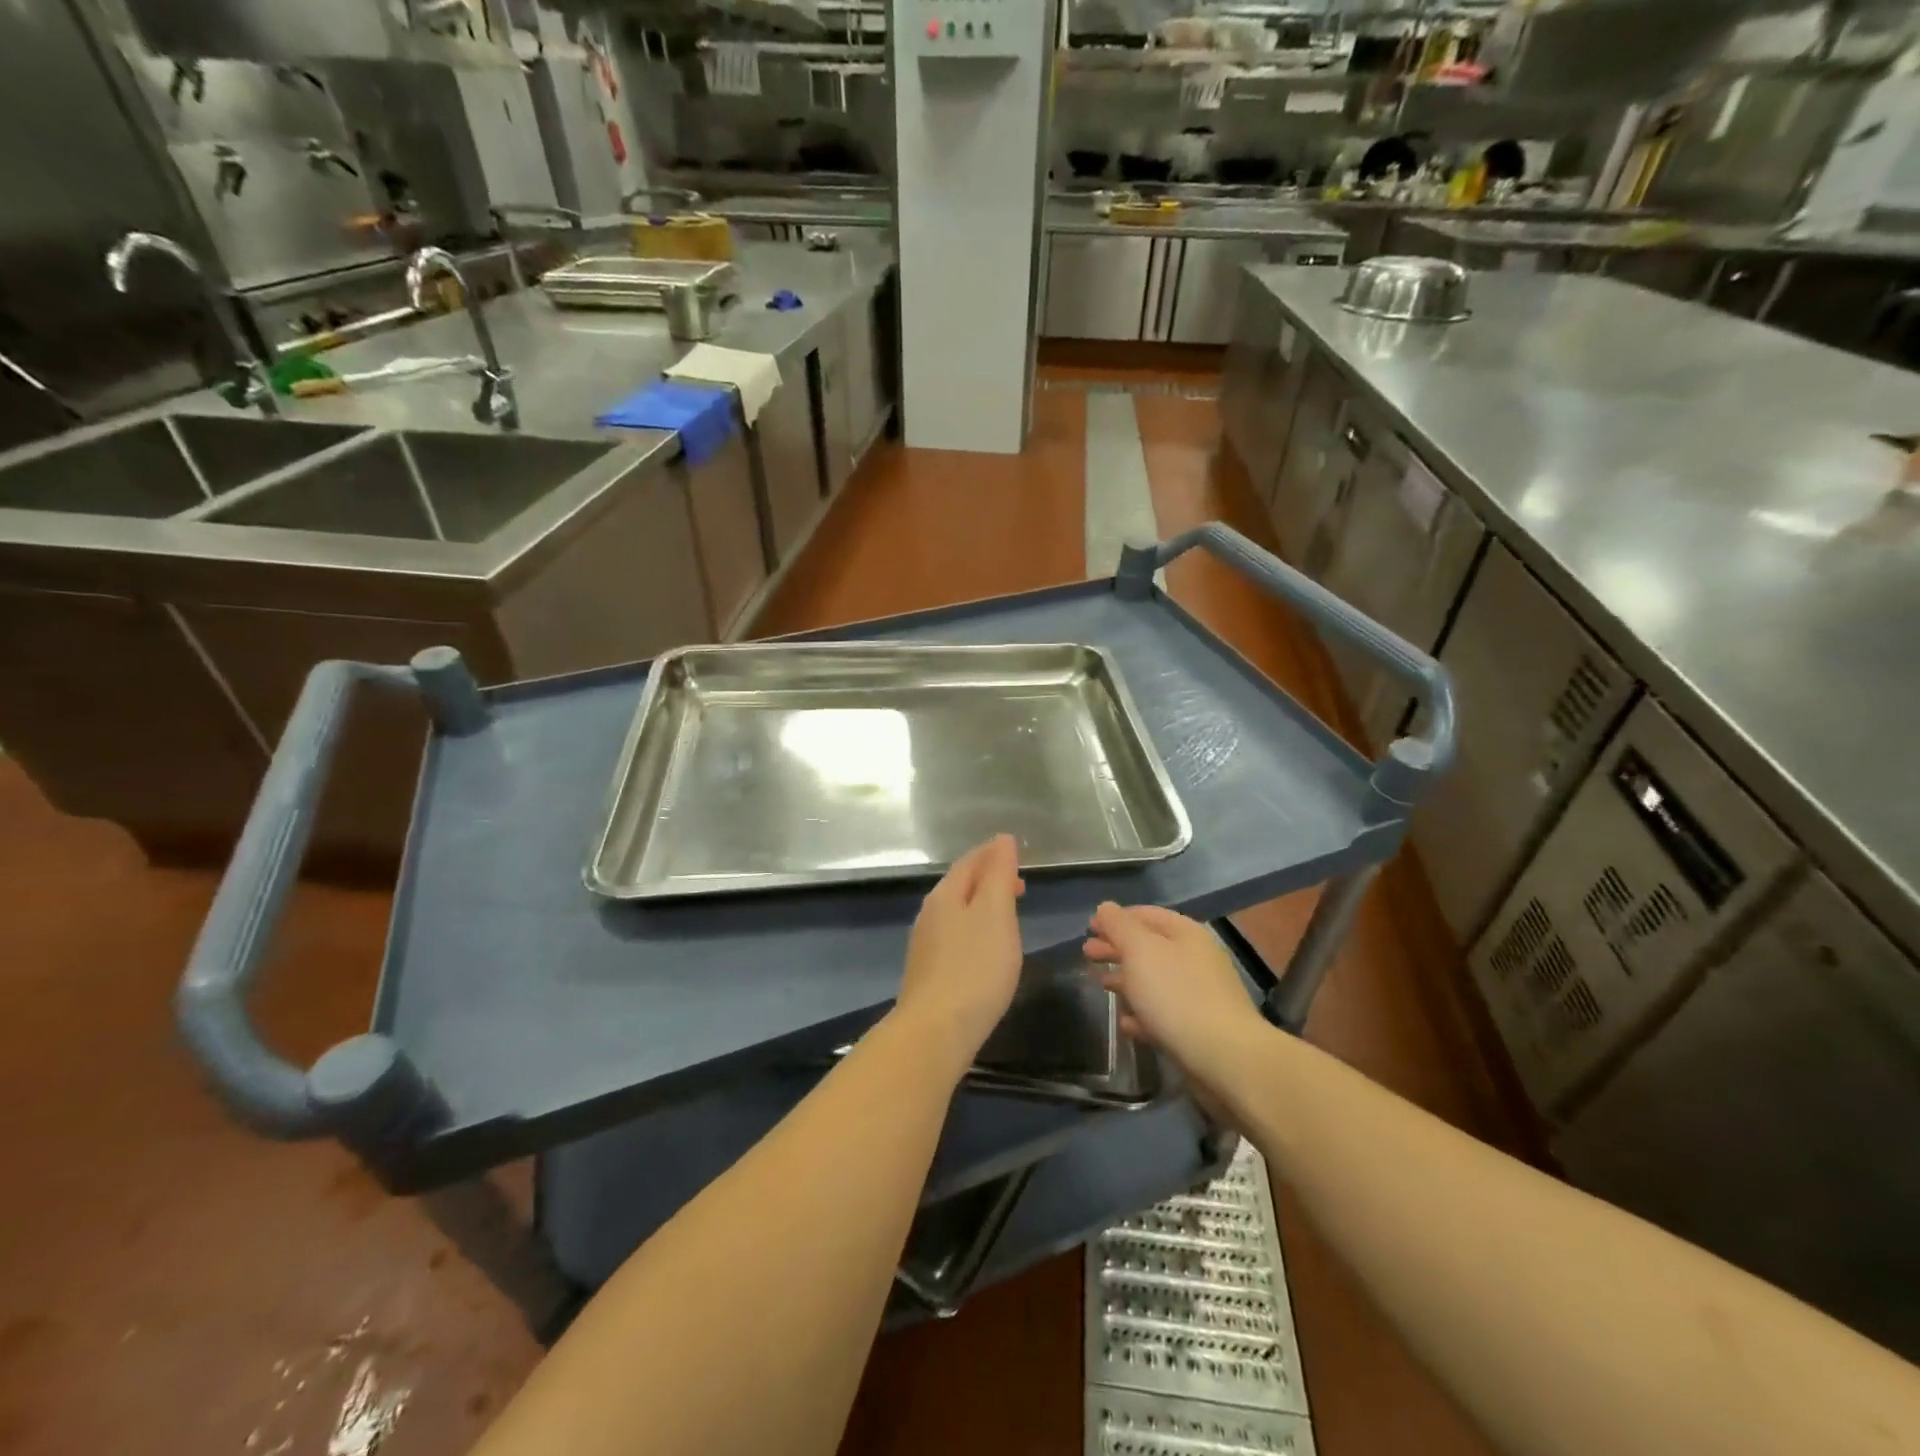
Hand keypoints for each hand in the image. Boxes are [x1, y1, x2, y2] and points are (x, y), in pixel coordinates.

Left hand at [893, 835, 1025, 1066]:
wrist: (936, 1031)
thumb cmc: (974, 968)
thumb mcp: (995, 914)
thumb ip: (999, 875)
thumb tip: (1002, 840)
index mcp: (945, 894)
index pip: (970, 861)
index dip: (993, 853)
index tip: (1016, 851)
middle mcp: (930, 914)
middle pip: (961, 884)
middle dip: (988, 878)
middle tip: (1019, 882)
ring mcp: (926, 945)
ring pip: (957, 911)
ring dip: (982, 904)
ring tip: (1007, 911)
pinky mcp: (929, 972)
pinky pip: (955, 936)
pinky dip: (975, 929)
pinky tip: (986, 947)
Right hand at [1085, 903, 1265, 1090]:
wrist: (1225, 1057)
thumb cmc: (1177, 994)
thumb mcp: (1140, 951)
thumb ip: (1120, 926)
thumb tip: (1106, 907)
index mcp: (1186, 934)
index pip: (1147, 915)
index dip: (1117, 918)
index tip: (1090, 926)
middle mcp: (1195, 960)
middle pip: (1149, 947)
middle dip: (1117, 948)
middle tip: (1087, 953)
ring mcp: (1199, 996)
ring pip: (1154, 981)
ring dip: (1126, 980)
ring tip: (1101, 984)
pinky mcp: (1197, 1029)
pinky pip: (1163, 1014)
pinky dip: (1141, 1014)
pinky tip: (1124, 1023)